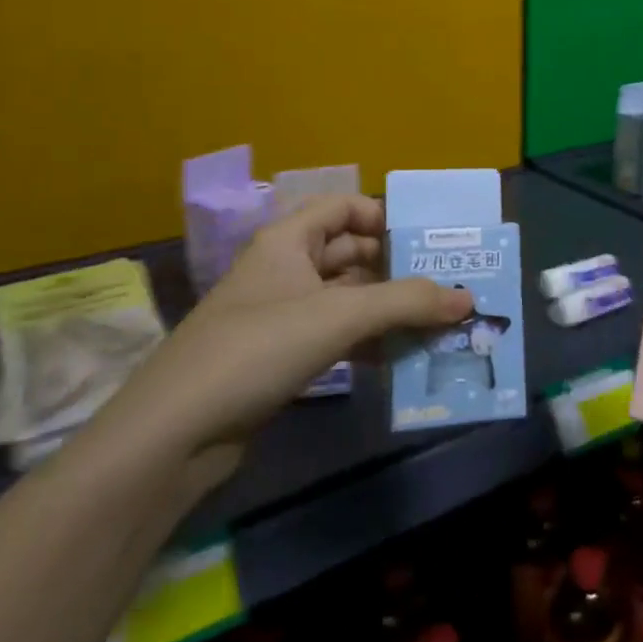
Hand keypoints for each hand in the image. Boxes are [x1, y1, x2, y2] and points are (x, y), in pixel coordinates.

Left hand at [80, 195, 472, 491]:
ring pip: (347, 299)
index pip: (344, 207)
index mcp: (288, 240)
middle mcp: (285, 269)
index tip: (427, 244)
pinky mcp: (280, 357)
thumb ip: (407, 302)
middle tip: (447, 287)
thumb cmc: (258, 348)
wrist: (174, 434)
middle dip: (397, 270)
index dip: (385, 217)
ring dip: (388, 310)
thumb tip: (468, 298)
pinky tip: (402, 359)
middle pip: (351, 254)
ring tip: (438, 324)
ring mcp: (281, 316)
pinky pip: (336, 336)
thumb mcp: (340, 316)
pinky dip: (368, 342)